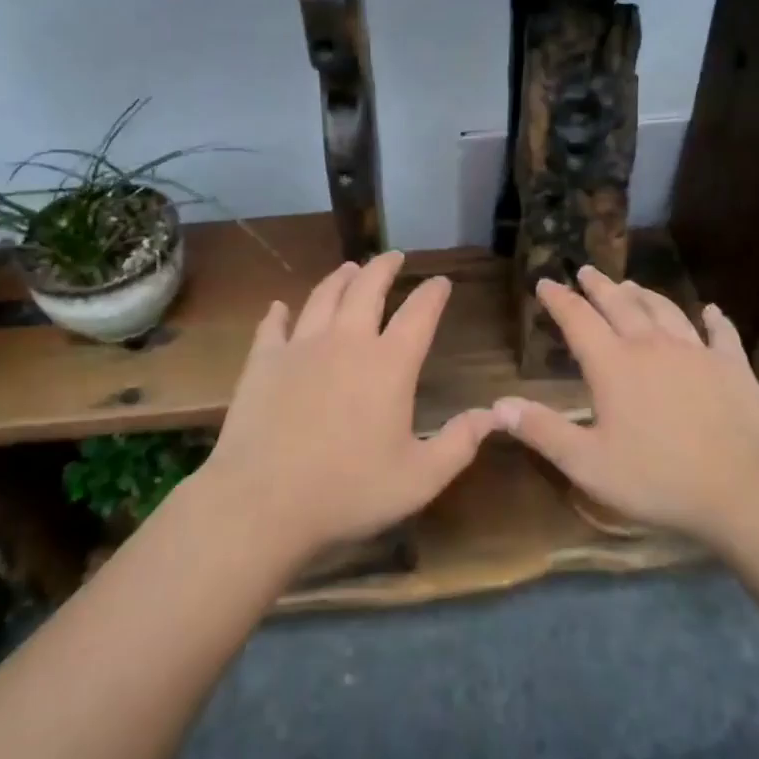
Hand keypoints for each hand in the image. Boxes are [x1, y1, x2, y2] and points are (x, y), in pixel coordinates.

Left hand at [193, 252, 499, 564]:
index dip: (433, 294)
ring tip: (349, 268)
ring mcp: (300, 347)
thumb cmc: (348, 492)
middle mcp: (347, 341)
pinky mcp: (263, 361)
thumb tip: (495, 414)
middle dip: (384, 267)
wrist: (263, 502)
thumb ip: (460, 442)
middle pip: (367, 288)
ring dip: (340, 278)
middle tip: (394, 256)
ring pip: (323, 297)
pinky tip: (279, 307)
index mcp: (389, 364)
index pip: (419, 314)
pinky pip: (273, 326)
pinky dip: (278, 313)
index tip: (442, 281)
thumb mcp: (419, 478)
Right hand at [497, 267, 758, 547]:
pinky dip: (714, 319)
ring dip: (645, 294)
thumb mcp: (588, 464)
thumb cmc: (657, 479)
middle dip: (600, 286)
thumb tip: (498, 404)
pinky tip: (712, 310)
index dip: (559, 299)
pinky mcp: (731, 366)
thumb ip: (543, 431)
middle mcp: (651, 346)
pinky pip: (721, 333)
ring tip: (632, 284)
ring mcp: (696, 352)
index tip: (546, 282)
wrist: (741, 489)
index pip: (578, 320)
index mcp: (614, 365)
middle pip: (621, 304)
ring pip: (665, 310)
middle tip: (587, 270)